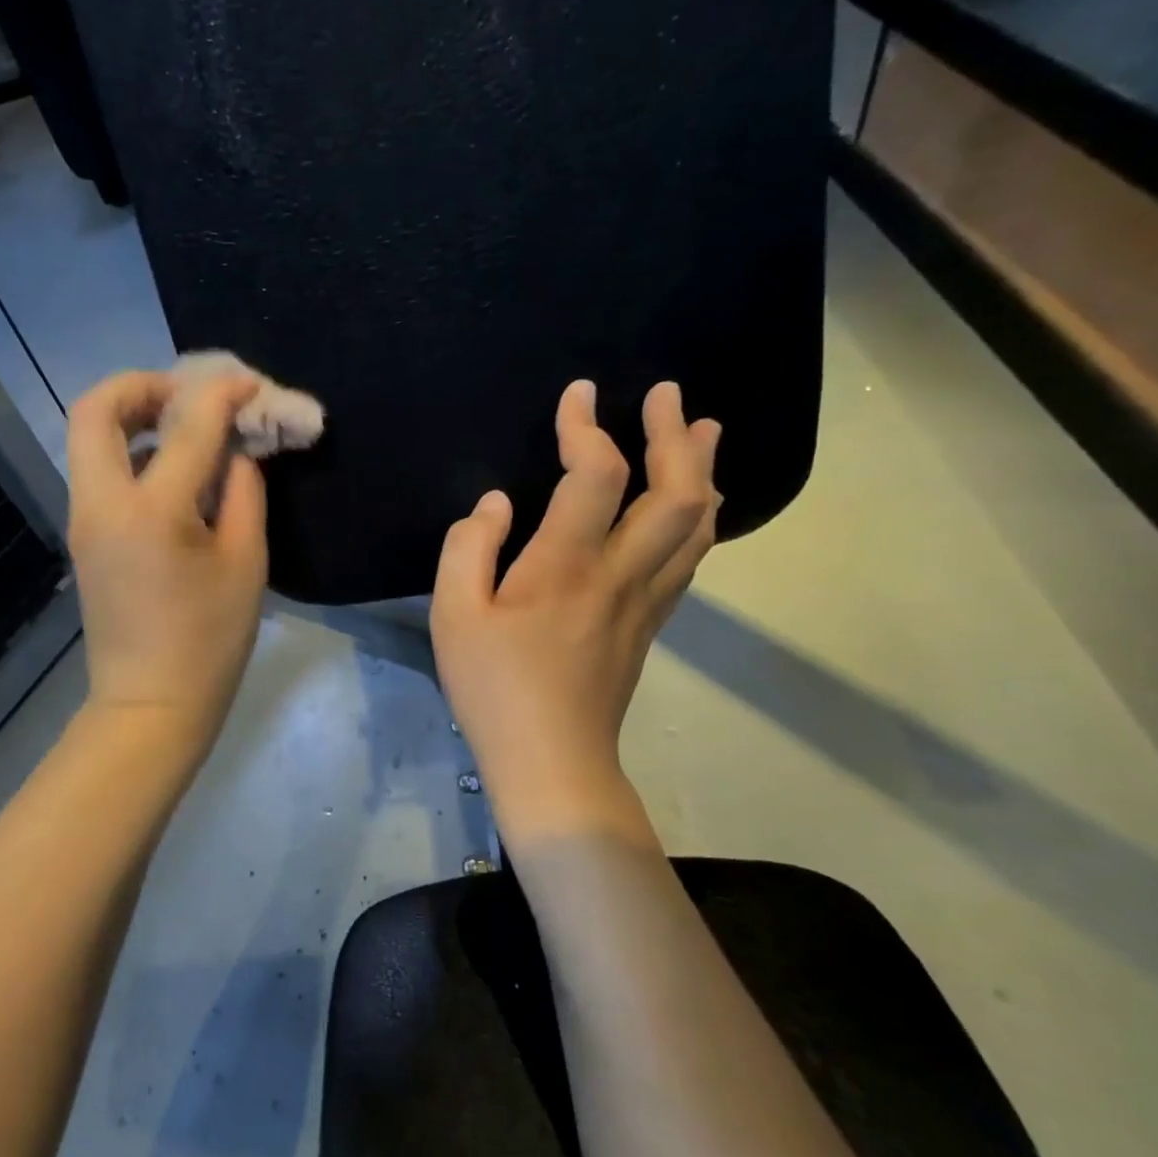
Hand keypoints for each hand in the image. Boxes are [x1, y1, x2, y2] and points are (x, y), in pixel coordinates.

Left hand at [66, 368, 268, 759]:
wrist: (150, 705)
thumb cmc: (210, 641)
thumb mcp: (247, 564)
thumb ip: (245, 493)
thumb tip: (236, 452)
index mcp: (151, 512)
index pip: (187, 427)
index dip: (220, 394)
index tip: (248, 385)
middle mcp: (103, 504)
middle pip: (95, 411)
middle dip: (141, 385)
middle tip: (187, 395)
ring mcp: (84, 520)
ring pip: (89, 438)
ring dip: (133, 416)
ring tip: (184, 427)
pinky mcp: (85, 537)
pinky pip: (99, 470)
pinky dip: (131, 450)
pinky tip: (173, 469)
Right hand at [430, 380, 720, 837]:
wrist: (552, 762)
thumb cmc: (493, 687)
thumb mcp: (454, 615)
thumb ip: (468, 548)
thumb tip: (496, 504)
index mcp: (566, 566)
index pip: (594, 475)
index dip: (588, 427)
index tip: (579, 394)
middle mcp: (620, 574)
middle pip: (676, 493)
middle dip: (675, 435)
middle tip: (668, 395)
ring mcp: (645, 601)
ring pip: (698, 525)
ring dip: (702, 470)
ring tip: (703, 430)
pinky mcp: (650, 623)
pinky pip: (691, 558)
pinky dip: (701, 517)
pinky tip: (695, 504)